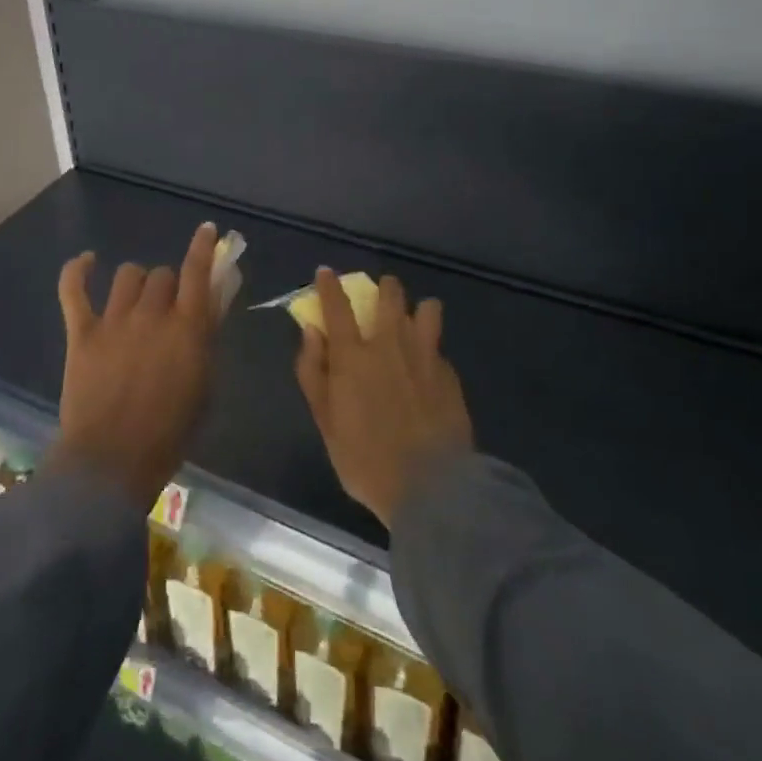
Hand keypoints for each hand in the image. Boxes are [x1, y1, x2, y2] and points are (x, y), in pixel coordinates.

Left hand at [47, 222, 220, 508]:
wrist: (111, 463)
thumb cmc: (169, 434)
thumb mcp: (205, 387)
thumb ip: (208, 341)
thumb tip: (212, 305)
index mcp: (188, 328)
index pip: (198, 272)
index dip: (203, 247)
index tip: (207, 230)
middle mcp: (152, 314)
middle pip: (162, 274)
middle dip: (168, 285)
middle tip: (167, 308)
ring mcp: (114, 320)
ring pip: (127, 275)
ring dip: (137, 284)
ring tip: (135, 300)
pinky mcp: (82, 332)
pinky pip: (74, 289)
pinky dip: (78, 271)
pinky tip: (87, 262)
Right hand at [295, 269, 472, 529]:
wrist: (431, 488)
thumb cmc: (365, 459)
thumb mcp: (325, 422)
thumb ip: (313, 372)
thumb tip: (312, 332)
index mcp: (354, 355)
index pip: (338, 306)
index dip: (329, 285)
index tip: (326, 272)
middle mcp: (390, 344)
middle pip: (390, 295)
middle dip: (384, 288)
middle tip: (379, 297)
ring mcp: (425, 355)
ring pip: (427, 309)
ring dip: (417, 309)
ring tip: (412, 323)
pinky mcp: (449, 374)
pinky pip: (438, 346)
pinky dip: (430, 348)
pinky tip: (427, 369)